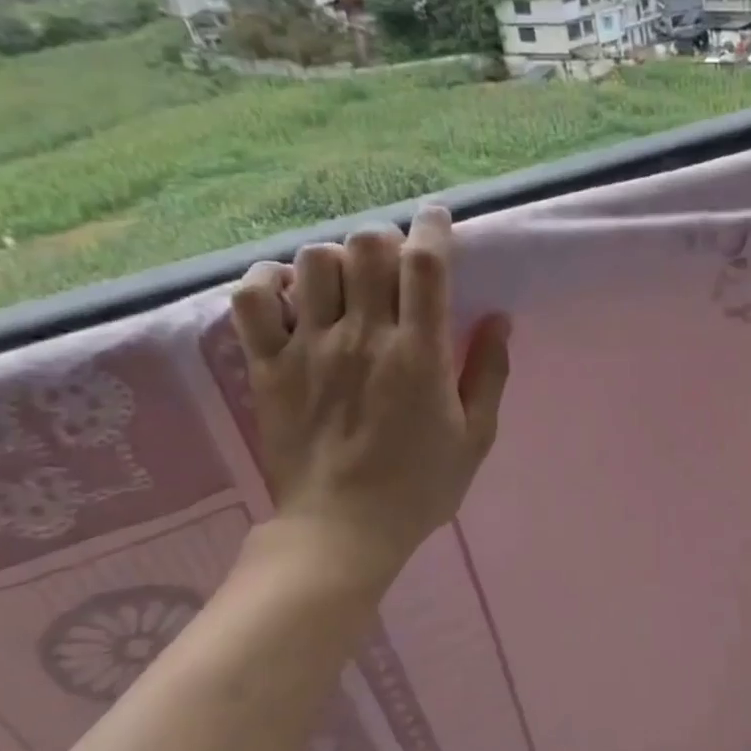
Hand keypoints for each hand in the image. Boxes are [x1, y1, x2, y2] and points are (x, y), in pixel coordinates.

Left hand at [230, 205, 510, 589]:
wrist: (341, 531)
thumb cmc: (420, 486)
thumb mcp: (476, 436)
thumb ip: (488, 373)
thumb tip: (498, 319)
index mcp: (419, 354)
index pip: (424, 264)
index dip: (433, 227)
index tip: (438, 219)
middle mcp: (362, 337)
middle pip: (366, 245)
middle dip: (387, 238)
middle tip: (395, 264)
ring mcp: (307, 348)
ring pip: (313, 260)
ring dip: (337, 259)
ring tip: (348, 284)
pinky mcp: (267, 365)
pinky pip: (252, 297)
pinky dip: (270, 281)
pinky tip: (292, 295)